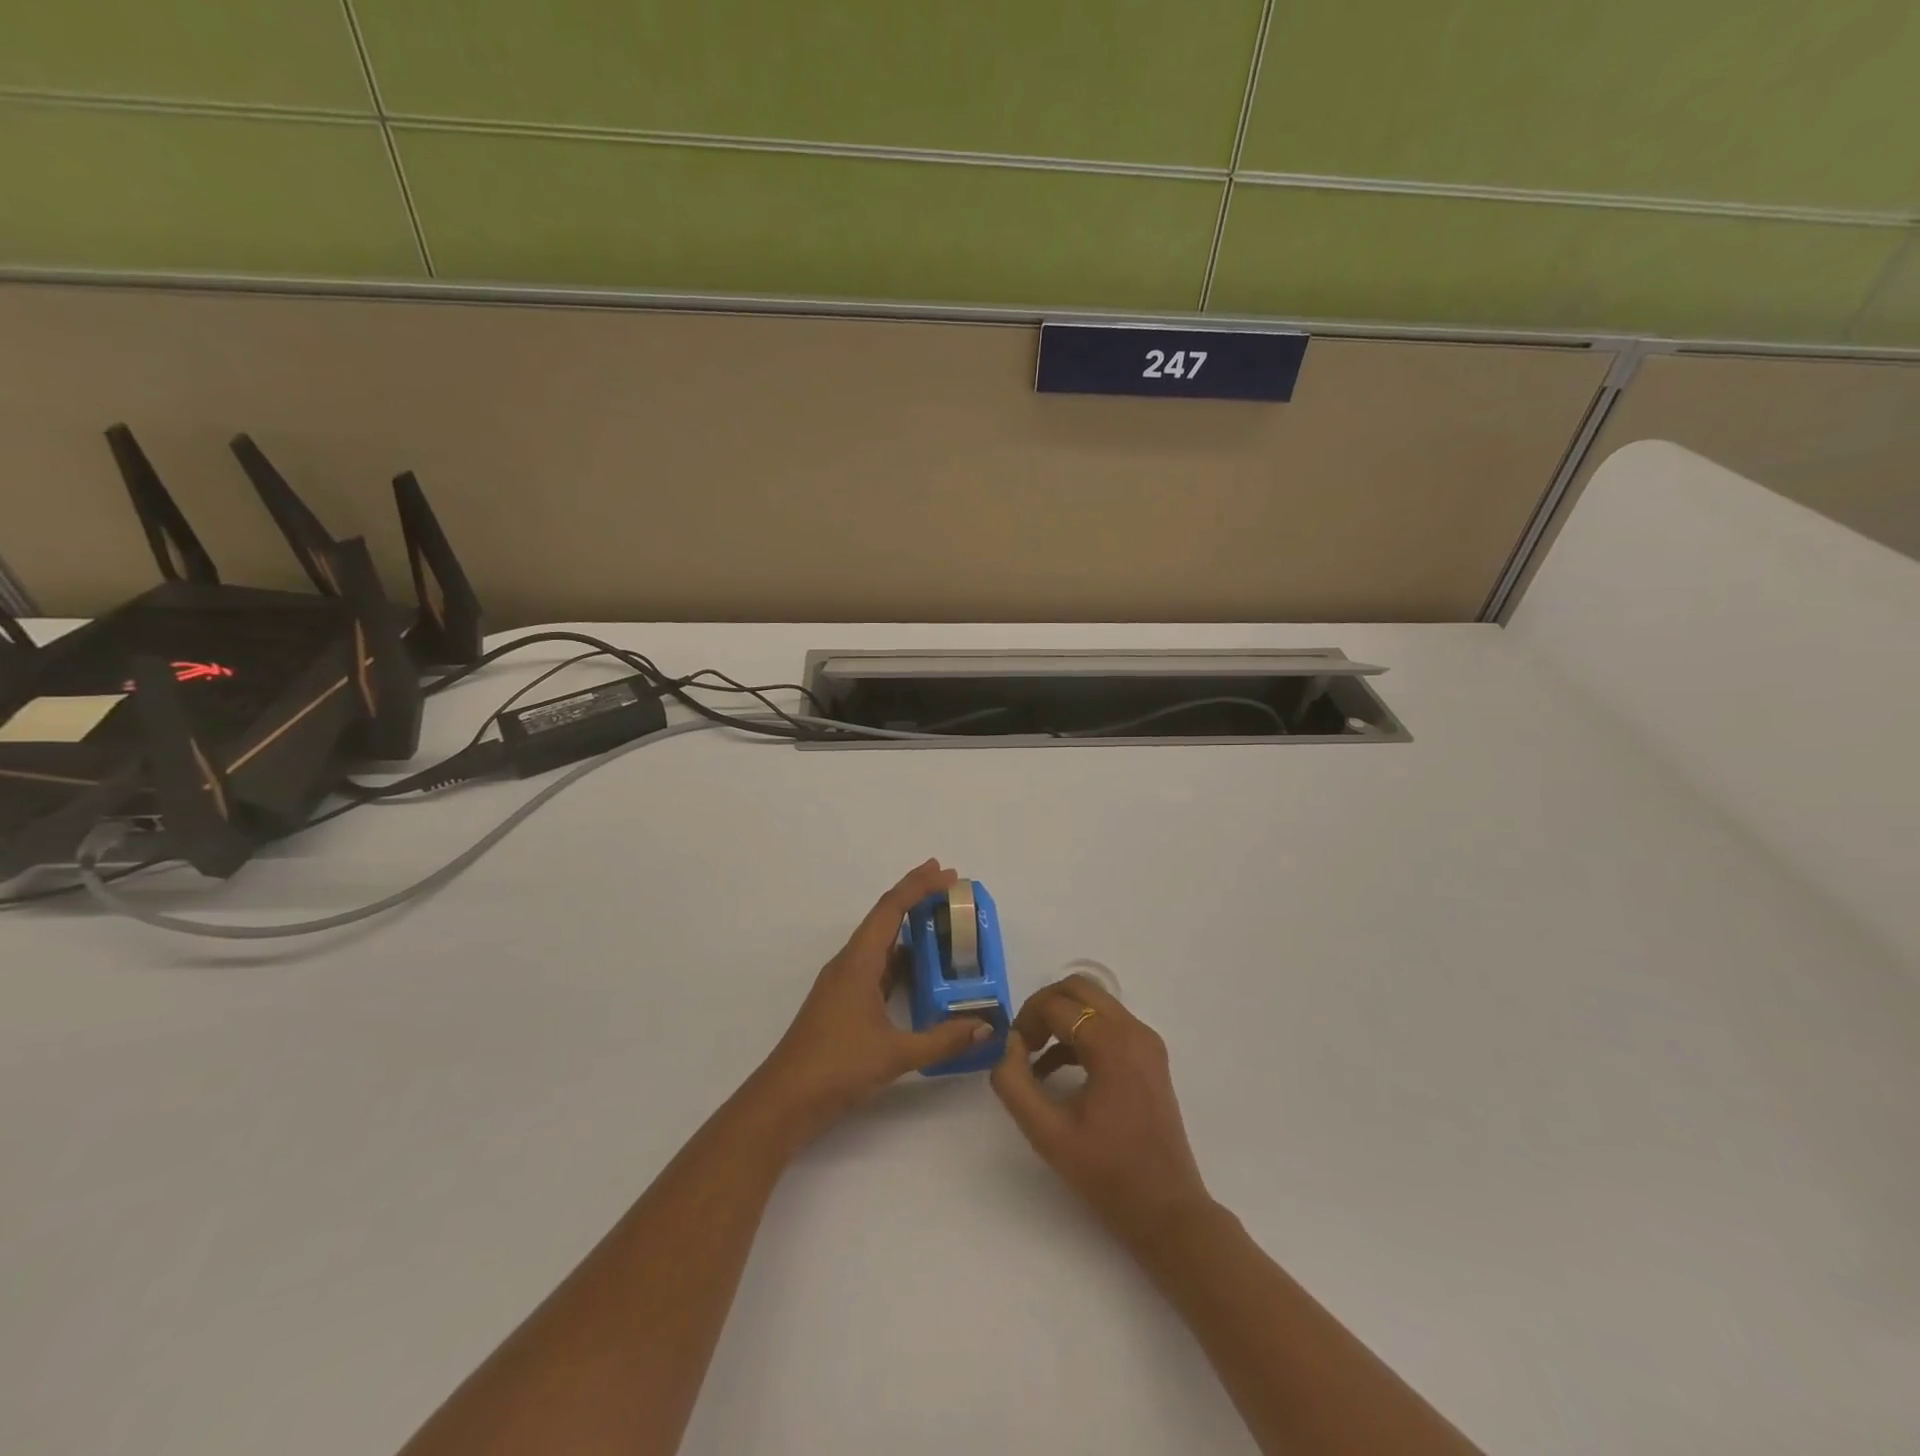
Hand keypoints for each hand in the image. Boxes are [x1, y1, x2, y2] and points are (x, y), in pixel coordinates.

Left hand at [753, 860, 994, 1146]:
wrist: (784, 1101)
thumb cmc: (836, 1067)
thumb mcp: (894, 1054)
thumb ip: (942, 1039)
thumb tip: (985, 1026)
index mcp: (858, 962)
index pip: (890, 909)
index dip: (918, 886)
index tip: (947, 872)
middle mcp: (849, 964)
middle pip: (885, 918)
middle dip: (916, 898)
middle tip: (951, 888)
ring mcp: (844, 984)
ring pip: (881, 944)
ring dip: (909, 930)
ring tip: (943, 924)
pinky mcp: (844, 1003)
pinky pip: (878, 968)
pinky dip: (901, 960)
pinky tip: (921, 971)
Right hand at [991, 974, 1212, 1246]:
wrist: (1166, 1212)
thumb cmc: (1106, 1173)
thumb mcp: (1046, 1132)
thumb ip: (1014, 1083)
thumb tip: (1007, 1046)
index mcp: (1112, 1043)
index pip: (1057, 1005)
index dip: (1026, 1021)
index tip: (1011, 1052)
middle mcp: (1134, 1031)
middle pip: (1079, 988)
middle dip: (1044, 1008)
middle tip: (1023, 1043)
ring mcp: (1146, 1042)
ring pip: (1094, 1003)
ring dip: (1061, 1019)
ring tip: (1035, 1058)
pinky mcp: (1150, 1058)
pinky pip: (1108, 1025)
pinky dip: (1080, 1034)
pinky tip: (1058, 1071)